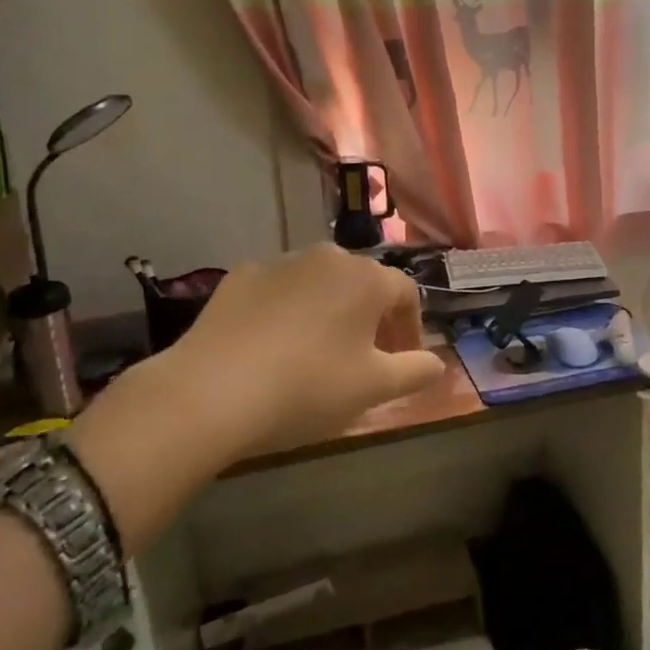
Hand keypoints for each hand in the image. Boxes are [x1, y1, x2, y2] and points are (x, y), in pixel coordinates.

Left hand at [172, 244, 446, 447]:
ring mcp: (279, 263)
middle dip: (372, 319)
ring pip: (320, 285)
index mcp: (366, 278)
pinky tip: (273, 347)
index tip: (404, 361)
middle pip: (363, 284)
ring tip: (319, 354)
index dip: (411, 328)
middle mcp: (327, 257)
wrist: (211, 392)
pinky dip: (287, 312)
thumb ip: (416, 371)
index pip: (406, 294)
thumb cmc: (308, 387)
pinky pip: (278, 291)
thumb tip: (438, 363)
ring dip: (329, 312)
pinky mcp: (239, 277)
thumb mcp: (374, 388)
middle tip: (366, 359)